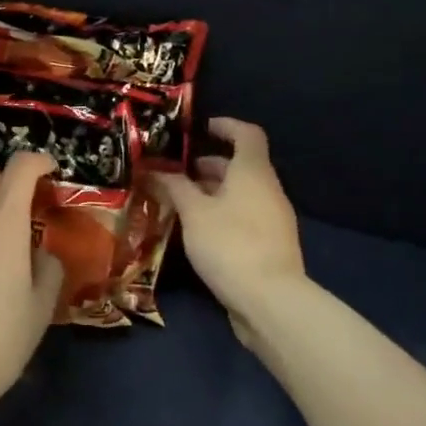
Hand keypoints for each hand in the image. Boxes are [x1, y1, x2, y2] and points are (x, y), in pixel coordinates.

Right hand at [149, 119, 306, 345]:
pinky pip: (242, 217)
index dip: (226, 126)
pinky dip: (219, 214)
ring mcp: (272, 219)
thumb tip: (154, 170)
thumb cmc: (230, 244)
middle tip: (174, 174)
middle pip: (240, 166)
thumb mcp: (193, 212)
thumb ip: (174, 187)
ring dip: (210, 193)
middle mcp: (267, 190)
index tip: (201, 129)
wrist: (270, 300)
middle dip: (208, 166)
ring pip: (239, 194)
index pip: (247, 134)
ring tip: (177, 203)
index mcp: (253, 173)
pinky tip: (195, 231)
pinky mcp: (268, 245)